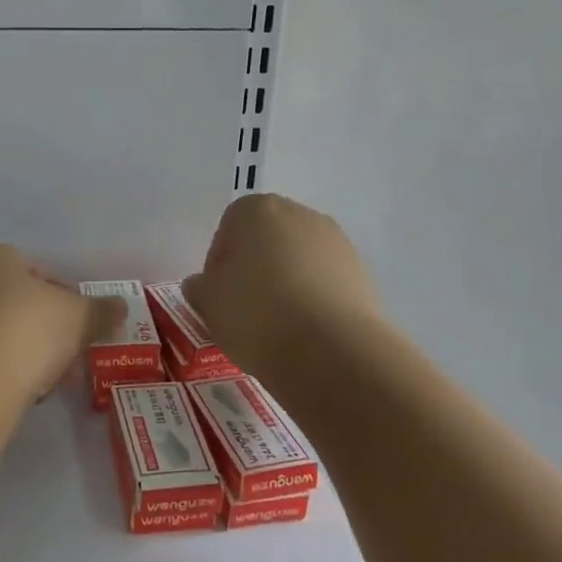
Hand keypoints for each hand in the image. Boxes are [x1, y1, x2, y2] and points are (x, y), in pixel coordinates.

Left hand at [0, 245, 125, 405]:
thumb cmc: (26, 331)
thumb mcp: (78, 318)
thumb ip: (102, 310)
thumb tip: (121, 307)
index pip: (37, 270)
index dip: (64, 297)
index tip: (80, 325)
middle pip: (15, 301)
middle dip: (43, 327)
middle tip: (65, 354)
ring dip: (20, 350)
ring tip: (43, 380)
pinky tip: (14, 392)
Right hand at [184, 194, 381, 385]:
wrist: (332, 351)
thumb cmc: (256, 315)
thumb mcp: (209, 304)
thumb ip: (199, 288)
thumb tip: (202, 284)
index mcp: (256, 209)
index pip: (228, 229)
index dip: (219, 264)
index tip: (219, 296)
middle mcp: (299, 214)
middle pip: (266, 239)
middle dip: (255, 268)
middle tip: (245, 309)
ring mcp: (335, 241)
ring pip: (298, 259)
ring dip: (286, 283)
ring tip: (278, 326)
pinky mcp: (362, 272)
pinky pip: (325, 281)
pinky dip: (314, 299)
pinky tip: (306, 331)